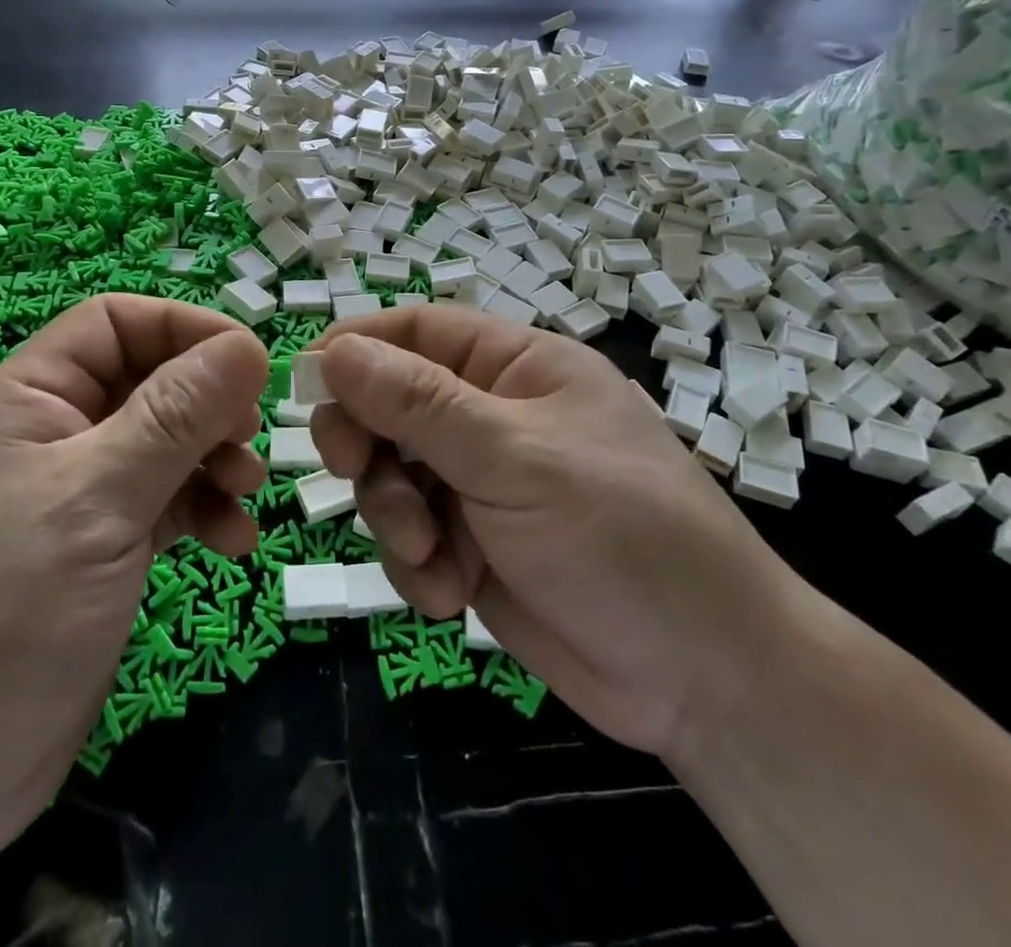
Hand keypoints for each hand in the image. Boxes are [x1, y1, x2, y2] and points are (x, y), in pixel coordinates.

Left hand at [0, 295, 267, 855]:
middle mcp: (46, 436)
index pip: (112, 324)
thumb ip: (175, 416)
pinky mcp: (92, 548)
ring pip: (160, 444)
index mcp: (23, 400)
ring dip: (211, 460)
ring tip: (248, 494)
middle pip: (145, 383)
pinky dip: (200, 511)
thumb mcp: (98, 500)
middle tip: (250, 437)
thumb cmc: (1, 618)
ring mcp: (69, 495)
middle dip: (206, 404)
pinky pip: (160, 502)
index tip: (247, 363)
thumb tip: (247, 344)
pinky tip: (233, 542)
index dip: (183, 329)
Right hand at [309, 306, 804, 760]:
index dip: (358, 348)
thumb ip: (419, 403)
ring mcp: (481, 485)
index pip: (417, 331)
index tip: (306, 383)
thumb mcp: (514, 457)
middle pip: (391, 404)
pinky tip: (451, 594)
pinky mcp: (474, 546)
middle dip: (370, 445)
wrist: (704, 679)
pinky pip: (411, 537)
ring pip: (392, 475)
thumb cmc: (620, 534)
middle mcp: (492, 417)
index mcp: (516, 367)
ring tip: (430, 556)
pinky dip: (417, 565)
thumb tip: (335, 350)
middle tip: (351, 471)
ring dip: (394, 516)